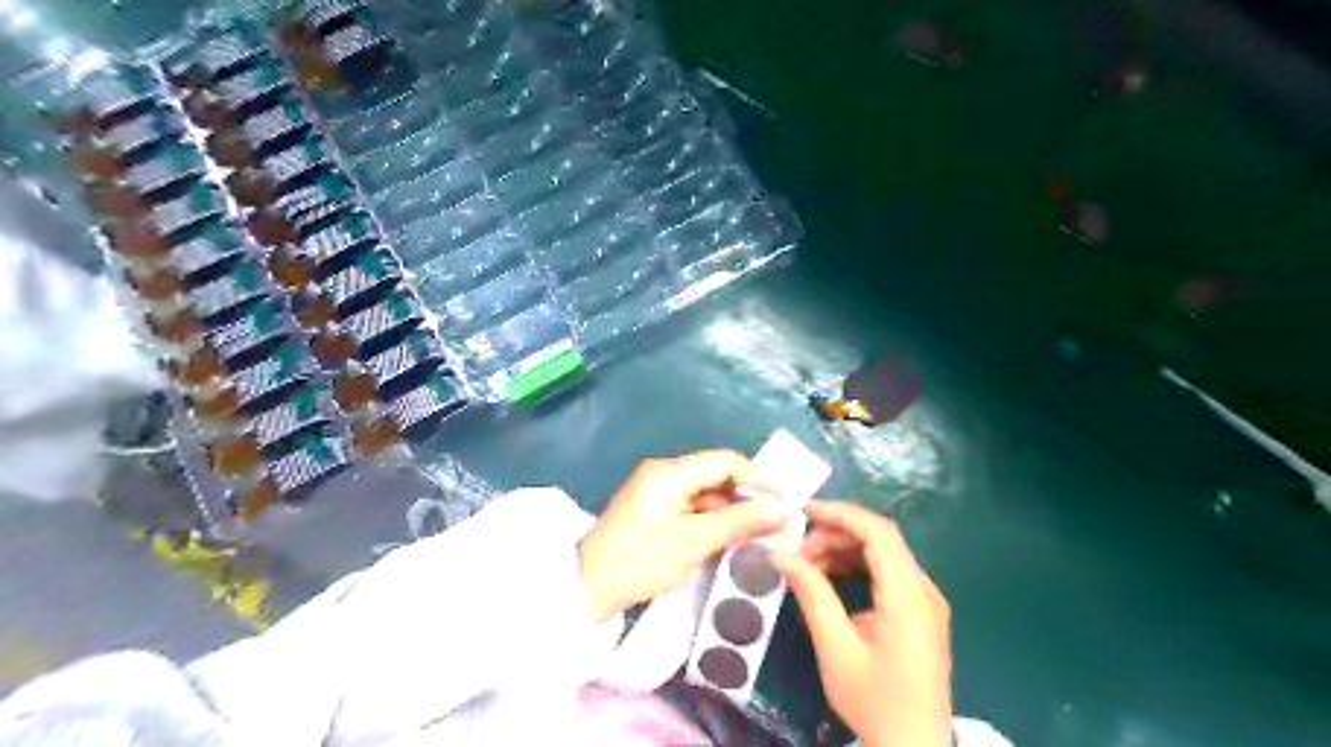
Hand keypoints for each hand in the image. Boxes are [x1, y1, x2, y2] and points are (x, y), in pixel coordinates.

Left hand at [577, 449, 782, 619]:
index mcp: (670, 472)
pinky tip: (728, 538)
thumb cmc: (641, 560)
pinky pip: (691, 505)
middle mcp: (663, 472)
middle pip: (716, 474)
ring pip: (705, 492)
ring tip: (758, 534)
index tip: (784, 503)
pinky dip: (711, 519)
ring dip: (731, 510)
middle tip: (774, 522)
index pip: (725, 461)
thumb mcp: (694, 542)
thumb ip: (740, 522)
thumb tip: (783, 510)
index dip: (758, 479)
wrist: (587, 587)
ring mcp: (655, 490)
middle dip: (747, 496)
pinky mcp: (652, 509)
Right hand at [777, 499, 951, 746]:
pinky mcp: (921, 613)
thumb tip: (782, 555)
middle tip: (799, 552)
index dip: (841, 513)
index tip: (803, 512)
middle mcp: (923, 590)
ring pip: (883, 554)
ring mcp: (926, 601)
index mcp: (908, 596)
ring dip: (844, 551)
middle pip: (880, 539)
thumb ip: (812, 594)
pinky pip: (888, 573)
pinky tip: (831, 579)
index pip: (878, 532)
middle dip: (836, 535)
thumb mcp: (835, 649)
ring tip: (808, 565)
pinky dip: (857, 567)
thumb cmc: (874, 702)